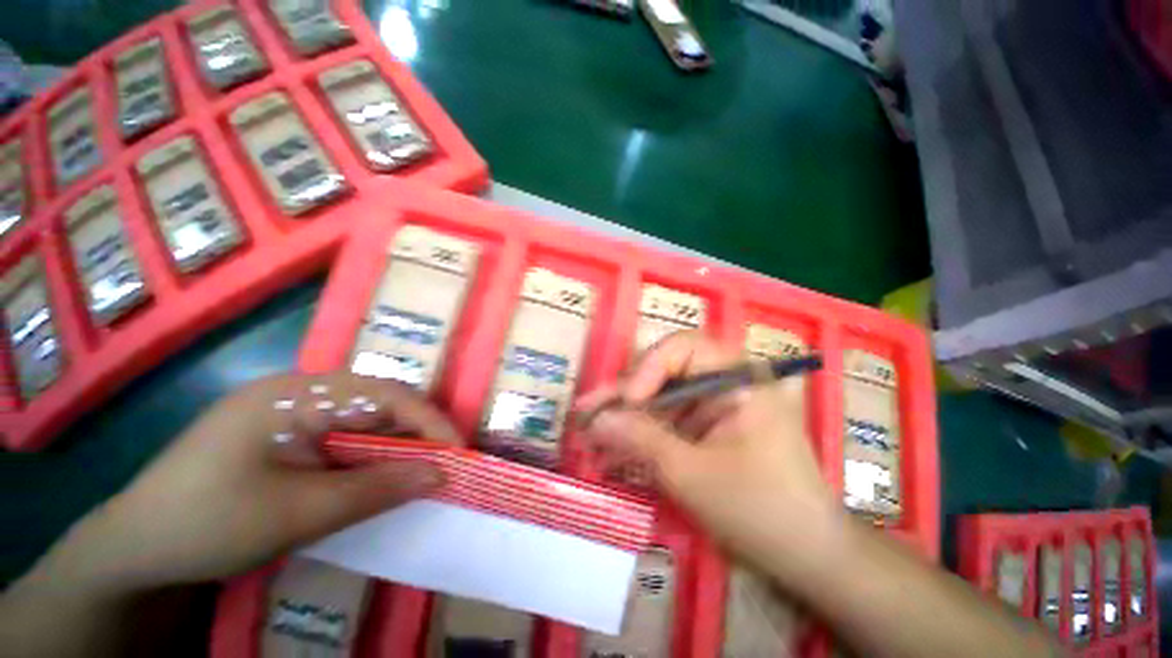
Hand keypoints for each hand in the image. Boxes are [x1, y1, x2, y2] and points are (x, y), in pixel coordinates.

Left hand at [27, 371, 459, 599]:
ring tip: (421, 469)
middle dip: (416, 431)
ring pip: (363, 420)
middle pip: (377, 402)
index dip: (428, 418)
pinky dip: (369, 456)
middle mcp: (299, 393)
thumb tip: (441, 474)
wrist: (134, 549)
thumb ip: (376, 489)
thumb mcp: (299, 513)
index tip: (457, 449)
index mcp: (297, 394)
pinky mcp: (287, 435)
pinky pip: (343, 438)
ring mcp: (291, 413)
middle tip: (444, 461)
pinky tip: (378, 476)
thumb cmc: (209, 524)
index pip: (384, 393)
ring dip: (395, 445)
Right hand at [577, 332, 838, 583]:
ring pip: (660, 397)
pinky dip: (642, 433)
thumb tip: (595, 420)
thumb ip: (641, 440)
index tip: (628, 402)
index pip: (684, 347)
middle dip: (626, 394)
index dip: (648, 367)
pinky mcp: (708, 426)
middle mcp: (727, 381)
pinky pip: (668, 420)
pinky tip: (612, 449)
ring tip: (589, 432)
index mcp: (739, 379)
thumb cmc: (760, 511)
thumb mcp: (692, 474)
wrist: (807, 556)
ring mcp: (716, 404)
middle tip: (589, 411)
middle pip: (666, 371)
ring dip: (626, 416)